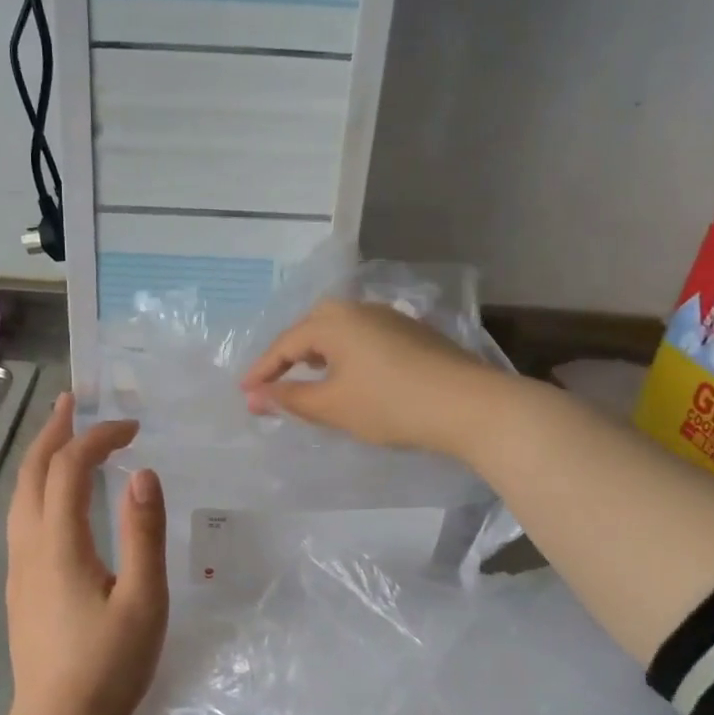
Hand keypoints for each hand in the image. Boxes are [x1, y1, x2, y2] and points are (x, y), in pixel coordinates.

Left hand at [4, 393, 168, 714]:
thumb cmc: (109, 666)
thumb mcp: (143, 601)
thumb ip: (144, 534)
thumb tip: (142, 474)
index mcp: (58, 544)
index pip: (71, 469)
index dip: (98, 438)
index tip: (133, 428)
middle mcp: (29, 546)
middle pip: (32, 473)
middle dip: (52, 432)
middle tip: (72, 402)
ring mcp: (18, 568)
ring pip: (20, 495)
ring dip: (39, 458)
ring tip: (59, 435)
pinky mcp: (19, 587)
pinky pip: (21, 517)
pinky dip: (37, 486)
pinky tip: (53, 496)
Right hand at [240, 300, 502, 457]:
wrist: (468, 404)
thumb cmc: (389, 404)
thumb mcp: (332, 406)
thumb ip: (290, 399)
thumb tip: (256, 396)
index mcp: (333, 321)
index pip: (284, 344)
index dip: (262, 371)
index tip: (245, 394)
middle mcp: (358, 309)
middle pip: (311, 331)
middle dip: (288, 359)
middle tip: (272, 385)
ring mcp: (389, 318)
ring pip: (339, 334)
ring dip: (318, 358)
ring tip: (307, 382)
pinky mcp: (412, 333)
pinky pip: (362, 341)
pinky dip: (345, 358)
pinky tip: (350, 378)